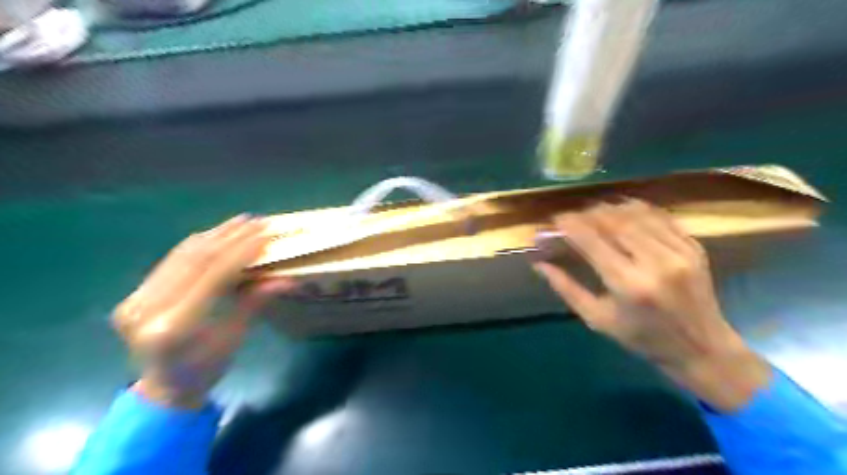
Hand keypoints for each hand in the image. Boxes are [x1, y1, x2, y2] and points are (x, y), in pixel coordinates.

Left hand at [113, 215, 294, 408]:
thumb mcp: (235, 337)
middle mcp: (147, 311)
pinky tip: (215, 234)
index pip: (212, 276)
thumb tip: (286, 278)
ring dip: (214, 235)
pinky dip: (196, 246)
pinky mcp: (133, 296)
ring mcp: (135, 301)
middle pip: (196, 261)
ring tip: (240, 221)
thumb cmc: (206, 369)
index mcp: (174, 328)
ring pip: (181, 257)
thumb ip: (254, 302)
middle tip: (257, 221)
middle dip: (230, 238)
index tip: (265, 235)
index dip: (241, 252)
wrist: (163, 389)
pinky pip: (170, 263)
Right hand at [539, 199, 772, 409]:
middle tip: (571, 217)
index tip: (554, 221)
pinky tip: (621, 212)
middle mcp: (655, 262)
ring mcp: (679, 251)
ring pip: (637, 213)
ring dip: (609, 209)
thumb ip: (566, 288)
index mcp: (628, 285)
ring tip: (591, 213)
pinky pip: (660, 216)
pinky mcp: (693, 246)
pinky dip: (636, 209)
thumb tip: (539, 264)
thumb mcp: (597, 319)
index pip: (592, 240)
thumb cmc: (642, 338)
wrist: (702, 348)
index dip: (569, 225)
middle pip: (614, 220)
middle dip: (586, 213)